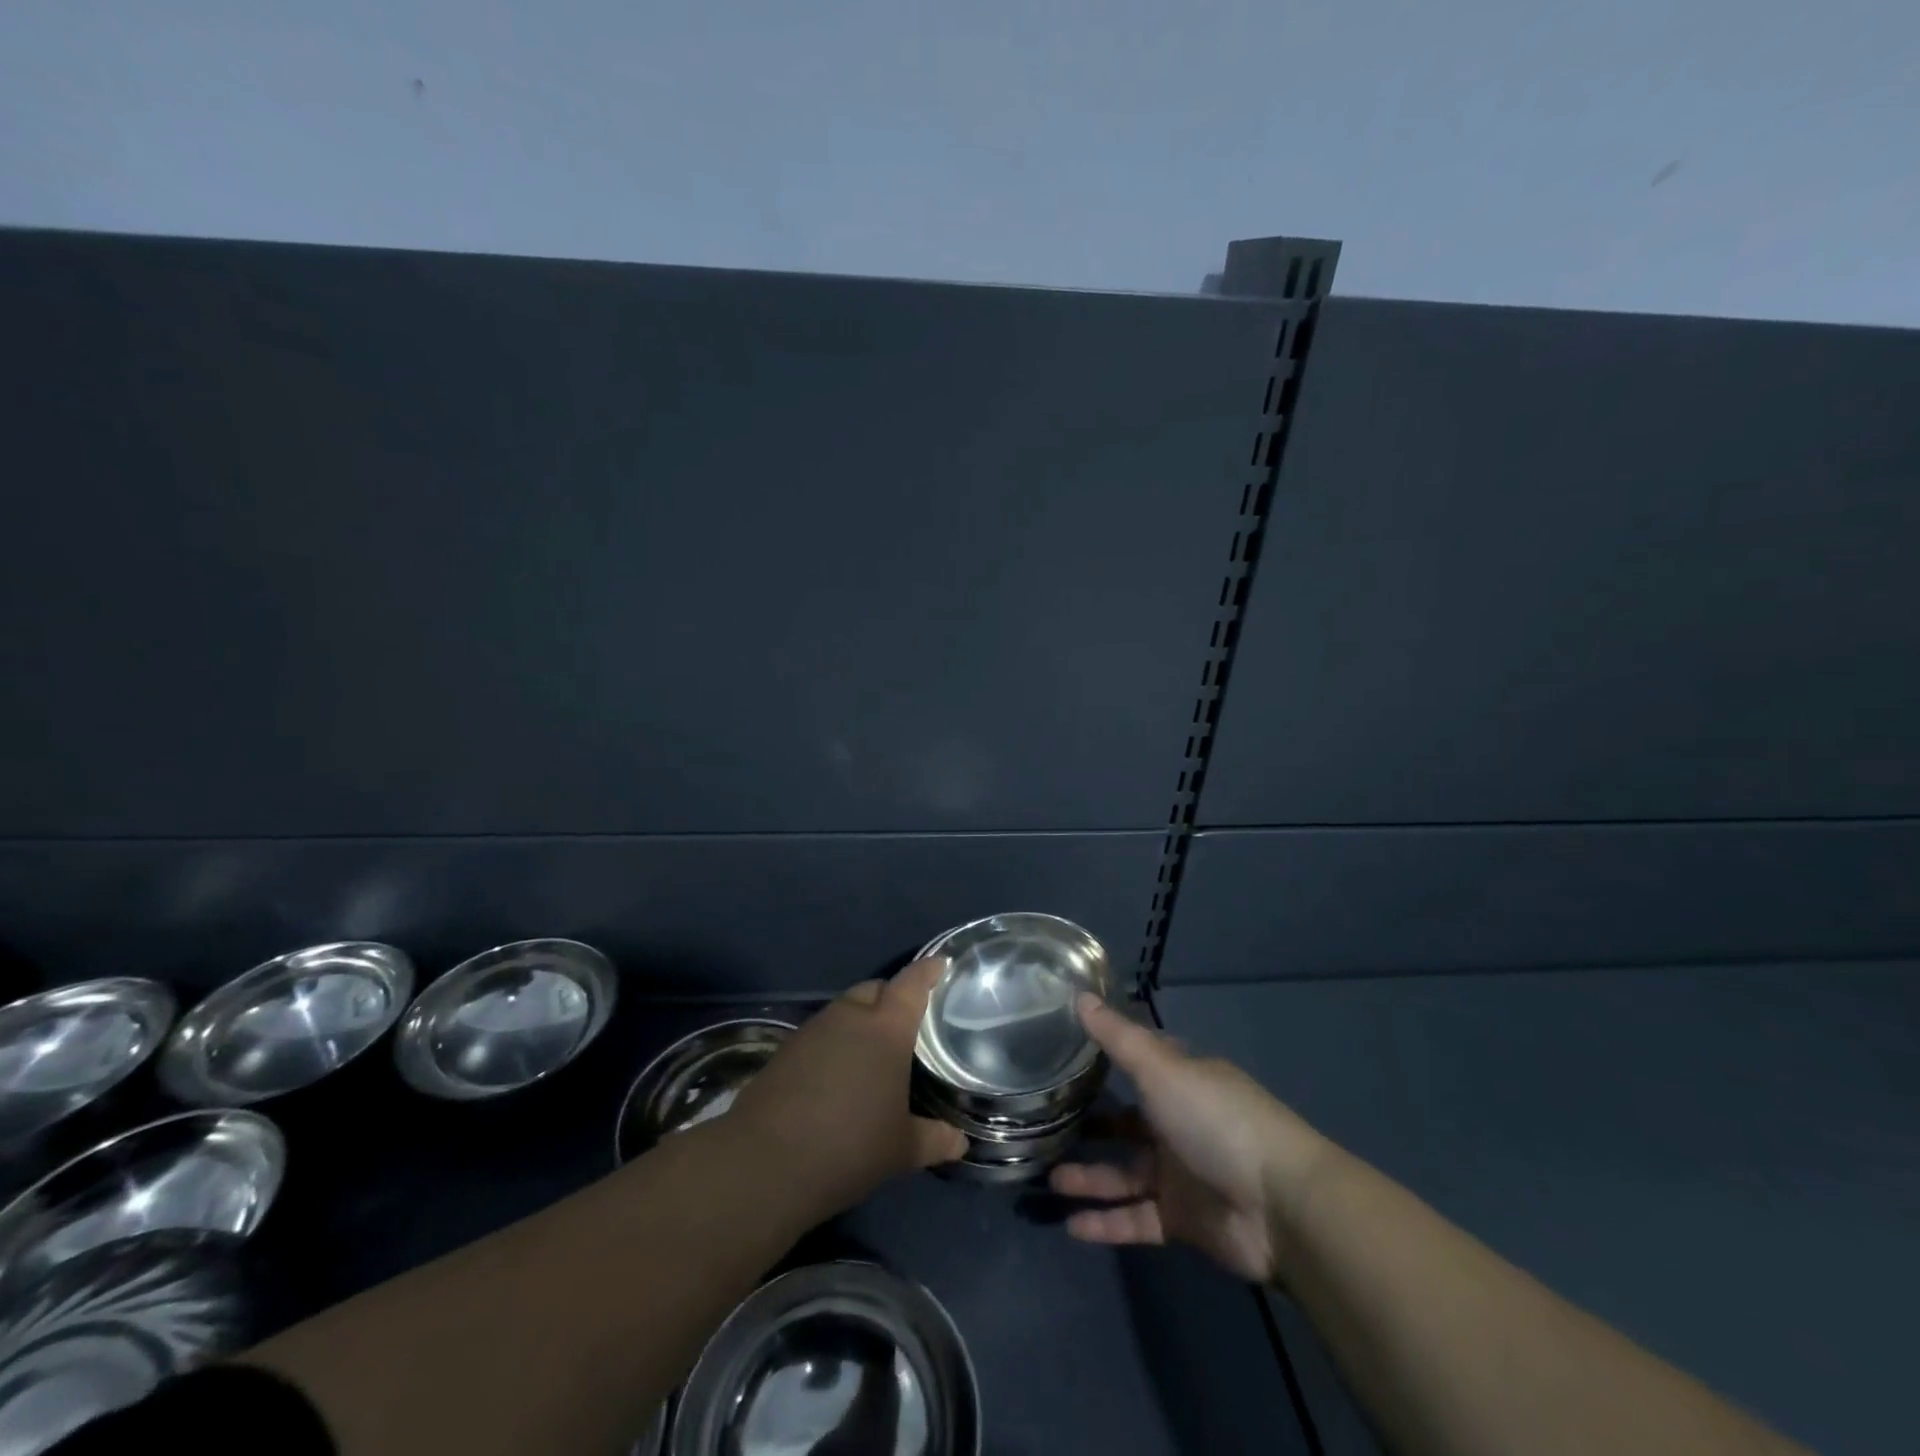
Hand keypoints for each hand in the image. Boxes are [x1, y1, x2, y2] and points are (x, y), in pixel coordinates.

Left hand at [728, 957, 968, 1219]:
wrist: (767, 1162)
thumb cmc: (850, 1146)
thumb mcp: (902, 1149)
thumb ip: (934, 1139)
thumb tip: (960, 1141)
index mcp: (886, 1028)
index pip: (912, 983)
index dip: (928, 970)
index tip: (941, 963)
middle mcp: (850, 1017)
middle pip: (875, 990)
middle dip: (892, 997)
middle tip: (907, 1020)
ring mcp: (813, 1030)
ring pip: (844, 1010)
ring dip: (860, 1021)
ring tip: (873, 1051)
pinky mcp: (785, 1049)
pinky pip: (821, 1034)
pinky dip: (835, 1043)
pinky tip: (838, 1075)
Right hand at [1050, 995, 1329, 1284]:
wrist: (1280, 1206)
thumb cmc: (1216, 1120)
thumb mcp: (1161, 1069)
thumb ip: (1117, 1038)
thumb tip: (1078, 995)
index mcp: (1181, 1082)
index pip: (1138, 1063)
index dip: (1105, 1057)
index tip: (1063, 1052)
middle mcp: (1179, 1123)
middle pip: (1126, 1122)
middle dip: (1091, 1124)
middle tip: (1046, 1124)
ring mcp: (1181, 1174)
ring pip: (1125, 1173)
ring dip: (1089, 1176)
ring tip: (1046, 1178)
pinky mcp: (1182, 1220)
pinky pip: (1135, 1218)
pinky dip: (1105, 1222)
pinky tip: (1070, 1225)